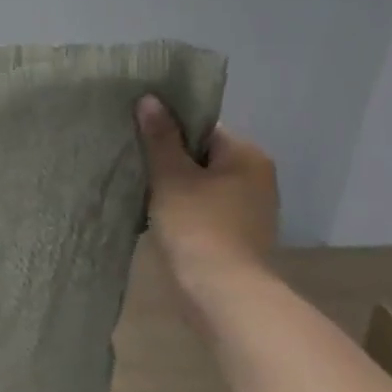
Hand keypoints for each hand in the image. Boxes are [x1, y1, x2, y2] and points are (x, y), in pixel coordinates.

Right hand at [137, 96, 278, 282]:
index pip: (202, 128)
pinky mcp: (238, 235)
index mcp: (247, 156)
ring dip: (175, 185)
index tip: (138, 135)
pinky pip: (205, 208)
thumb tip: (150, 99)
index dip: (168, 129)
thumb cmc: (198, 226)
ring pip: (202, 184)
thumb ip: (160, 137)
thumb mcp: (172, 176)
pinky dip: (184, 208)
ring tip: (140, 186)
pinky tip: (157, 213)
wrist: (221, 292)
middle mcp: (257, 178)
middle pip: (203, 155)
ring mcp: (251, 209)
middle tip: (134, 160)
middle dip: (170, 159)